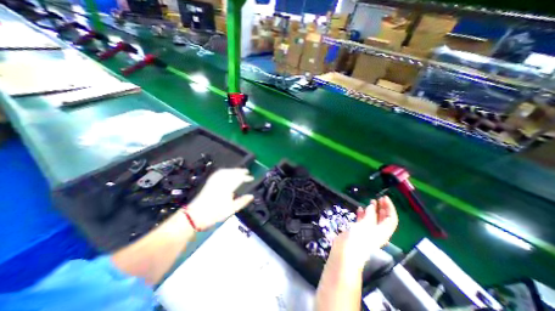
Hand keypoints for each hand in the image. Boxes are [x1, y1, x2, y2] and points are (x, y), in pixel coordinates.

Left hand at [186, 168, 255, 230]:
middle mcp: (221, 183)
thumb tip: (251, 196)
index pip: (239, 179)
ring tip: (239, 170)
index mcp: (227, 189)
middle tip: (247, 171)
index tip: (251, 178)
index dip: (246, 178)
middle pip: (232, 173)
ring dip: (233, 169)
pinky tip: (227, 171)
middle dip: (240, 171)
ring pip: (226, 171)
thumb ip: (242, 202)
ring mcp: (214, 181)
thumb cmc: (215, 214)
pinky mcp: (209, 182)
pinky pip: (218, 173)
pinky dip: (225, 170)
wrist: (196, 215)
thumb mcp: (231, 210)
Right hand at [329, 197, 398, 269]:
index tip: (384, 197)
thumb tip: (372, 206)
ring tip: (370, 201)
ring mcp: (367, 231)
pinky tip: (360, 208)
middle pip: (383, 218)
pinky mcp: (358, 231)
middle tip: (378, 198)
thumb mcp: (366, 224)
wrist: (346, 251)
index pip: (391, 218)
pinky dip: (362, 214)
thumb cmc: (359, 238)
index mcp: (383, 231)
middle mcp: (377, 231)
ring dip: (372, 210)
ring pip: (372, 219)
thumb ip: (370, 214)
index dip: (389, 207)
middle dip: (382, 208)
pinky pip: (362, 220)